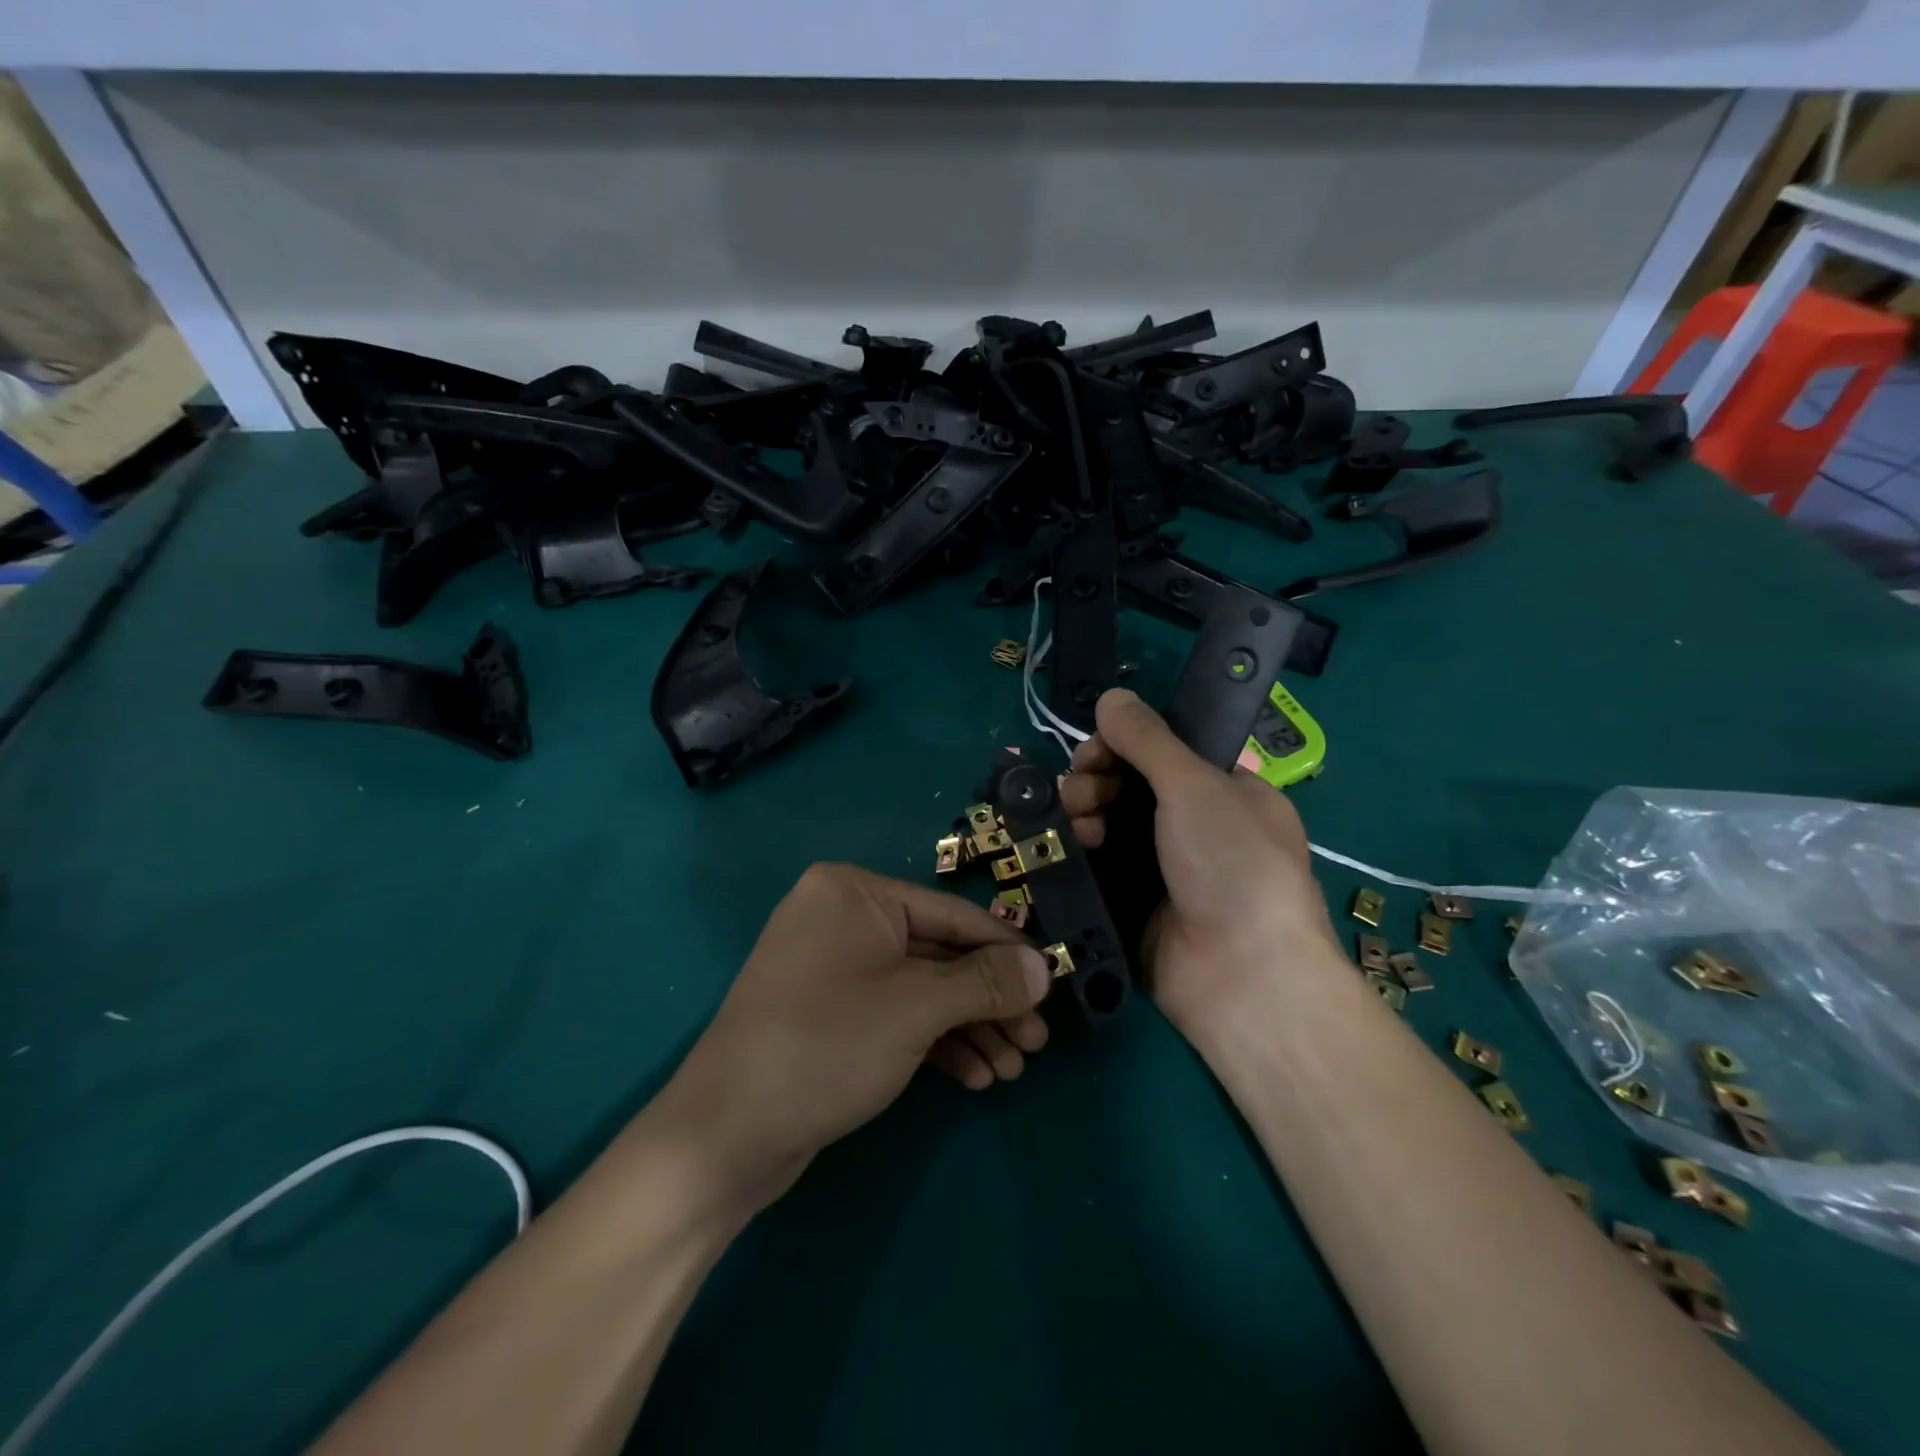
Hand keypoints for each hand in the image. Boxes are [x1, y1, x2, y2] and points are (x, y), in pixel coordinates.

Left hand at [655, 864, 1051, 1208]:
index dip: (1006, 951)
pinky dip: (935, 1043)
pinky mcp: (829, 1015)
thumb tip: (1044, 966)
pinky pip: (895, 1016)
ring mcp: (832, 969)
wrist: (725, 1135)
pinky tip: (975, 1078)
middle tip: (1036, 1042)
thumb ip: (986, 983)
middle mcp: (841, 919)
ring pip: (920, 990)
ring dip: (969, 1028)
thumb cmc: (827, 1045)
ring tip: (1013, 1069)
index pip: (951, 914)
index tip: (1052, 982)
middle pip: (938, 955)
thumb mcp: (917, 1008)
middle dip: (989, 1002)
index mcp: (854, 893)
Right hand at [1059, 689, 1346, 1040]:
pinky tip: (1073, 844)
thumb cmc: (1233, 864)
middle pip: (1130, 785)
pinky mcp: (1136, 904)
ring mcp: (1164, 868)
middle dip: (1097, 778)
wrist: (1243, 976)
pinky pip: (1100, 865)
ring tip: (1077, 820)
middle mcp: (1196, 826)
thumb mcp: (1195, 786)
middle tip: (1081, 788)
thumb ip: (1148, 739)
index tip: (1096, 748)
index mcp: (1226, 791)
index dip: (1125, 744)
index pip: (1165, 752)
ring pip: (1110, 824)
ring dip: (1085, 810)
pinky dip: (1082, 849)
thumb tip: (1111, 695)